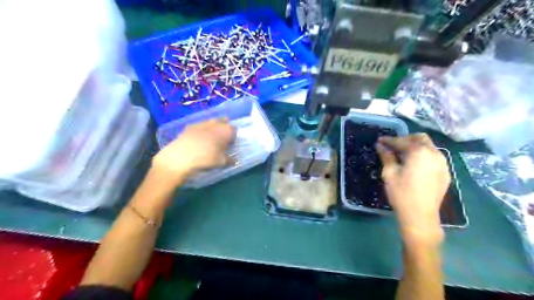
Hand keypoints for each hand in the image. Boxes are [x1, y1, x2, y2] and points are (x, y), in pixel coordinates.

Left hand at [150, 118, 233, 184]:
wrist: (180, 157)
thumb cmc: (206, 159)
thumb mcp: (221, 163)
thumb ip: (230, 160)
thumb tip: (234, 160)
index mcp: (226, 130)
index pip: (234, 130)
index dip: (233, 137)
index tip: (230, 145)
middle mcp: (215, 124)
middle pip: (222, 122)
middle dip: (223, 129)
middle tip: (222, 140)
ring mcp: (201, 124)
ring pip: (211, 122)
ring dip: (212, 128)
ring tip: (210, 139)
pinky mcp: (189, 127)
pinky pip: (199, 126)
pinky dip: (201, 131)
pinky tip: (198, 140)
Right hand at [375, 133, 449, 243]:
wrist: (420, 216)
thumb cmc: (401, 193)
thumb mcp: (389, 173)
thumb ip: (386, 156)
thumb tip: (380, 146)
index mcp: (419, 152)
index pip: (401, 141)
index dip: (389, 140)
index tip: (379, 141)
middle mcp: (434, 153)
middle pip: (420, 138)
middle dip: (405, 139)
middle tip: (393, 146)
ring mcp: (442, 163)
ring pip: (429, 147)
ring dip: (415, 146)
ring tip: (403, 155)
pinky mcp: (445, 173)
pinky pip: (434, 157)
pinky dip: (423, 156)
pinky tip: (414, 165)